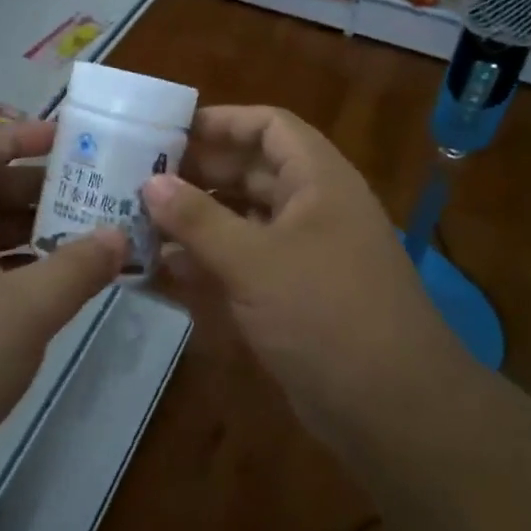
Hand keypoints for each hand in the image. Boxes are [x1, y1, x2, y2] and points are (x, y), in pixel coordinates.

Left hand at [0, 120, 126, 477]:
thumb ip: (78, 267)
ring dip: (34, 234)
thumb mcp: (27, 309)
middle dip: (40, 188)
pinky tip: (59, 290)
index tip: (72, 144)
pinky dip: (22, 273)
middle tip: (95, 196)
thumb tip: (119, 235)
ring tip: (89, 239)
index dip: (21, 135)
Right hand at [142, 106, 456, 437]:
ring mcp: (303, 253)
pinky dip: (208, 260)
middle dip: (197, 173)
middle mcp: (312, 207)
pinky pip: (244, 261)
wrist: (393, 409)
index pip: (268, 126)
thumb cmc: (326, 314)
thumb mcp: (254, 262)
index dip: (221, 122)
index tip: (167, 132)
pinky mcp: (292, 293)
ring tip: (139, 222)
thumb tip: (150, 183)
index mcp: (318, 180)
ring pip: (243, 219)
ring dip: (197, 220)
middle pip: (250, 171)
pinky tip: (164, 268)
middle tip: (138, 180)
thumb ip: (198, 220)